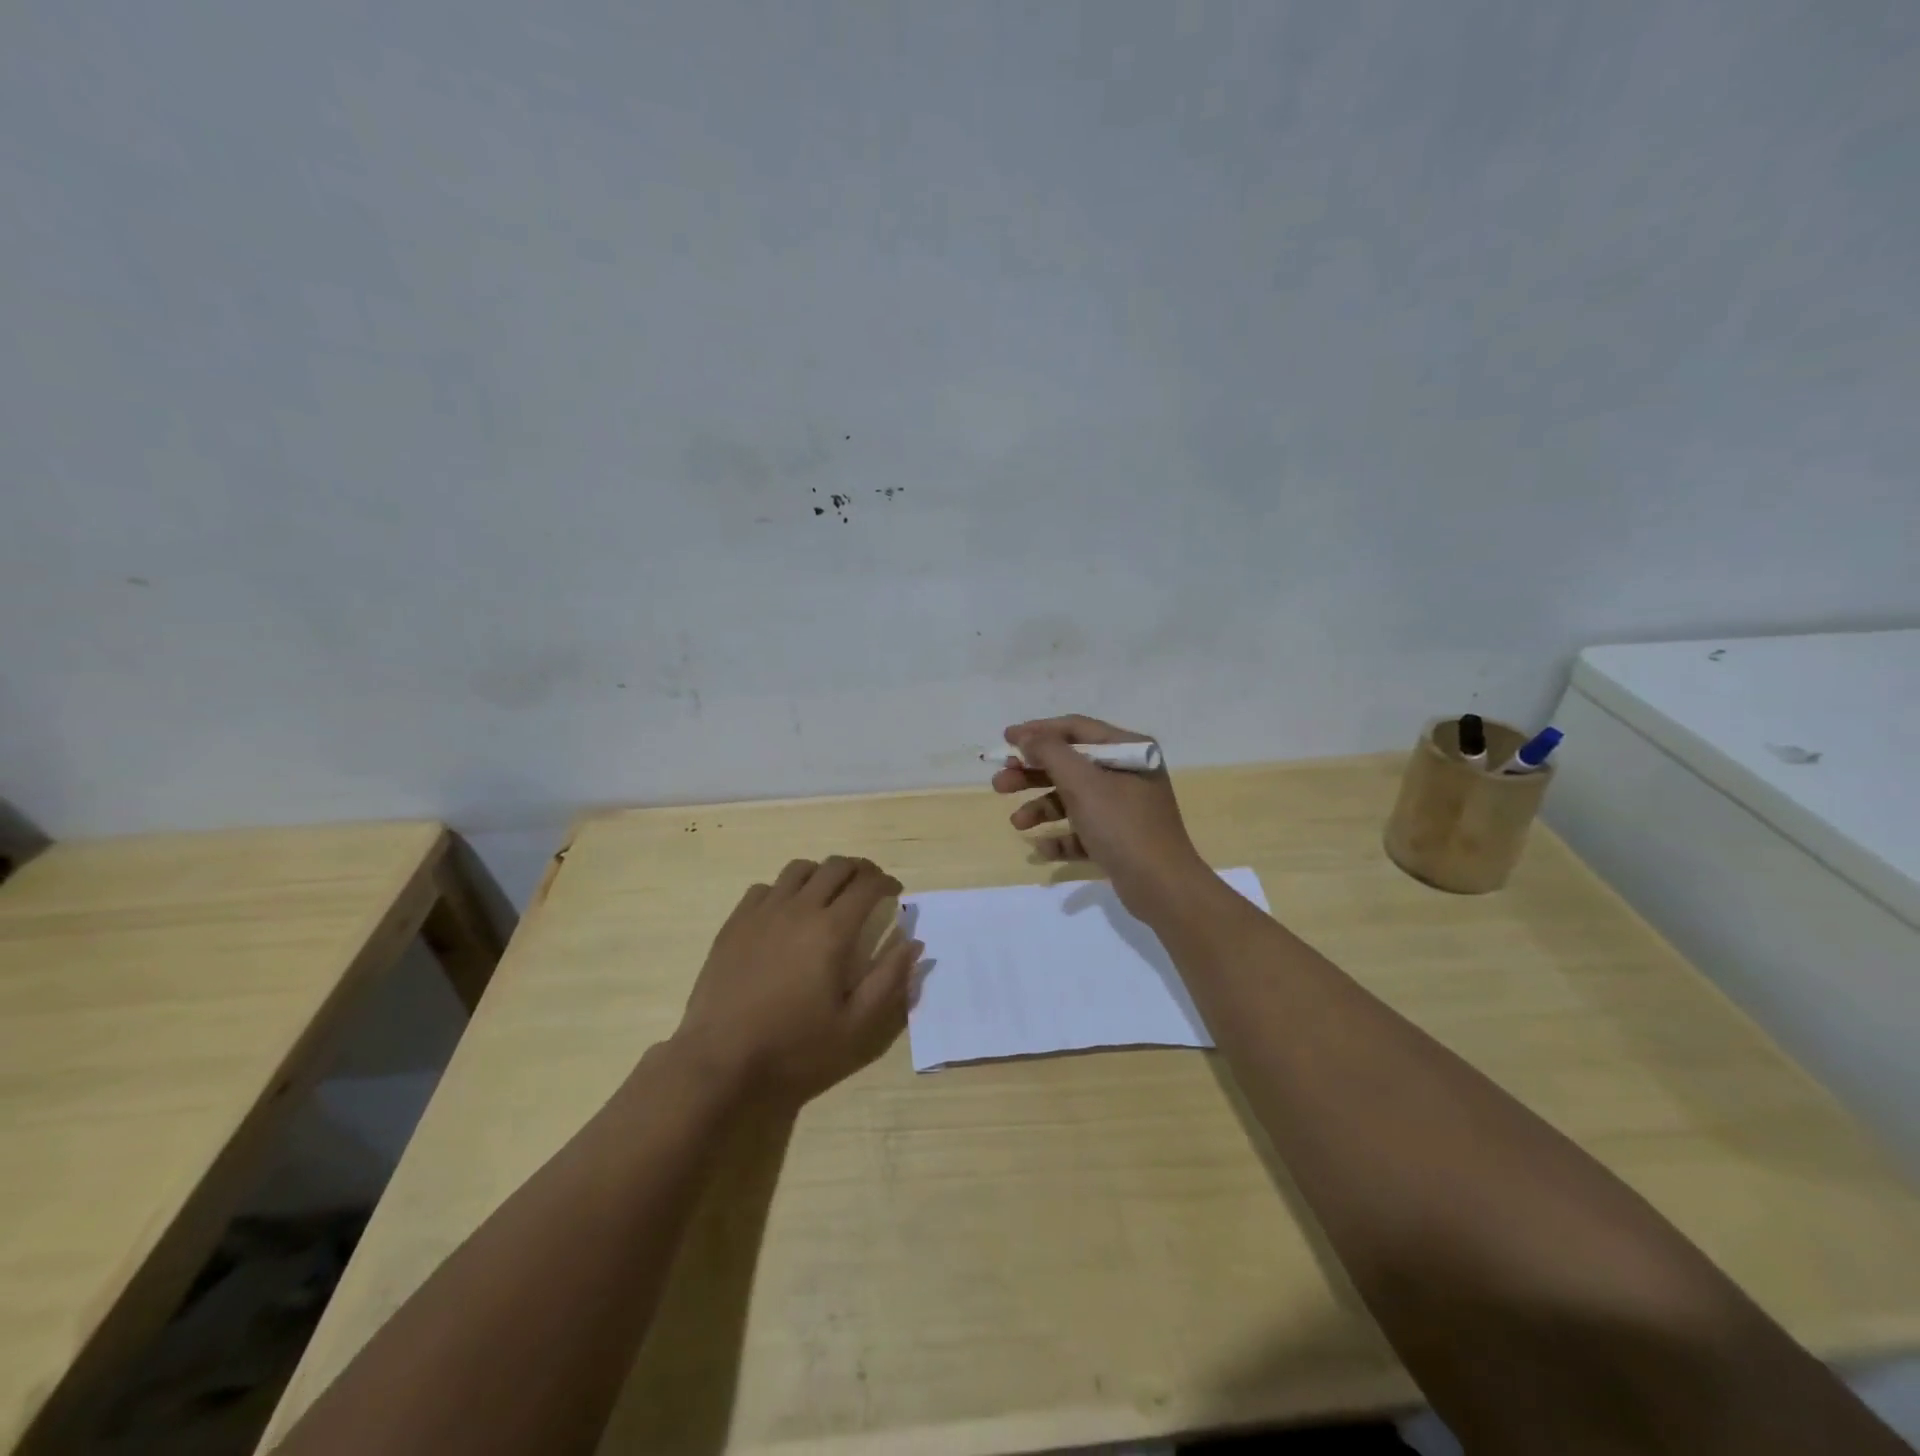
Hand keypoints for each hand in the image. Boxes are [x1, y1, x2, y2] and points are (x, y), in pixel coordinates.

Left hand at [672, 857, 920, 1105]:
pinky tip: (786, 913)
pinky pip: (765, 888)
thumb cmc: (795, 1048)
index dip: (887, 883)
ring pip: (799, 869)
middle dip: (860, 870)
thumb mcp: (856, 1026)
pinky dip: (785, 890)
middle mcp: (799, 909)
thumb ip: (889, 980)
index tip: (895, 894)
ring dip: (822, 874)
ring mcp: (762, 912)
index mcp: (832, 931)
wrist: (720, 1061)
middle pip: (836, 866)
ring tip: (829, 895)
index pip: (868, 885)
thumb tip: (914, 943)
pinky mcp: (735, 923)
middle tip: (870, 888)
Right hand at [992, 714, 1209, 917]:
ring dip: (1041, 807)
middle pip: (1070, 765)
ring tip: (1017, 823)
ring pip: (1072, 799)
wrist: (1161, 887)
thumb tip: (1027, 737)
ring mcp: (1124, 808)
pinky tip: (1042, 848)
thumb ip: (1050, 753)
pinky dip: (1061, 836)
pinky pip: (1082, 830)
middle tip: (1000, 783)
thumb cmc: (1122, 825)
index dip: (1038, 732)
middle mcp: (1128, 773)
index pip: (1076, 729)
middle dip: (1032, 774)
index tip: (1005, 739)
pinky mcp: (1118, 839)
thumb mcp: (1083, 783)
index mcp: (1128, 750)